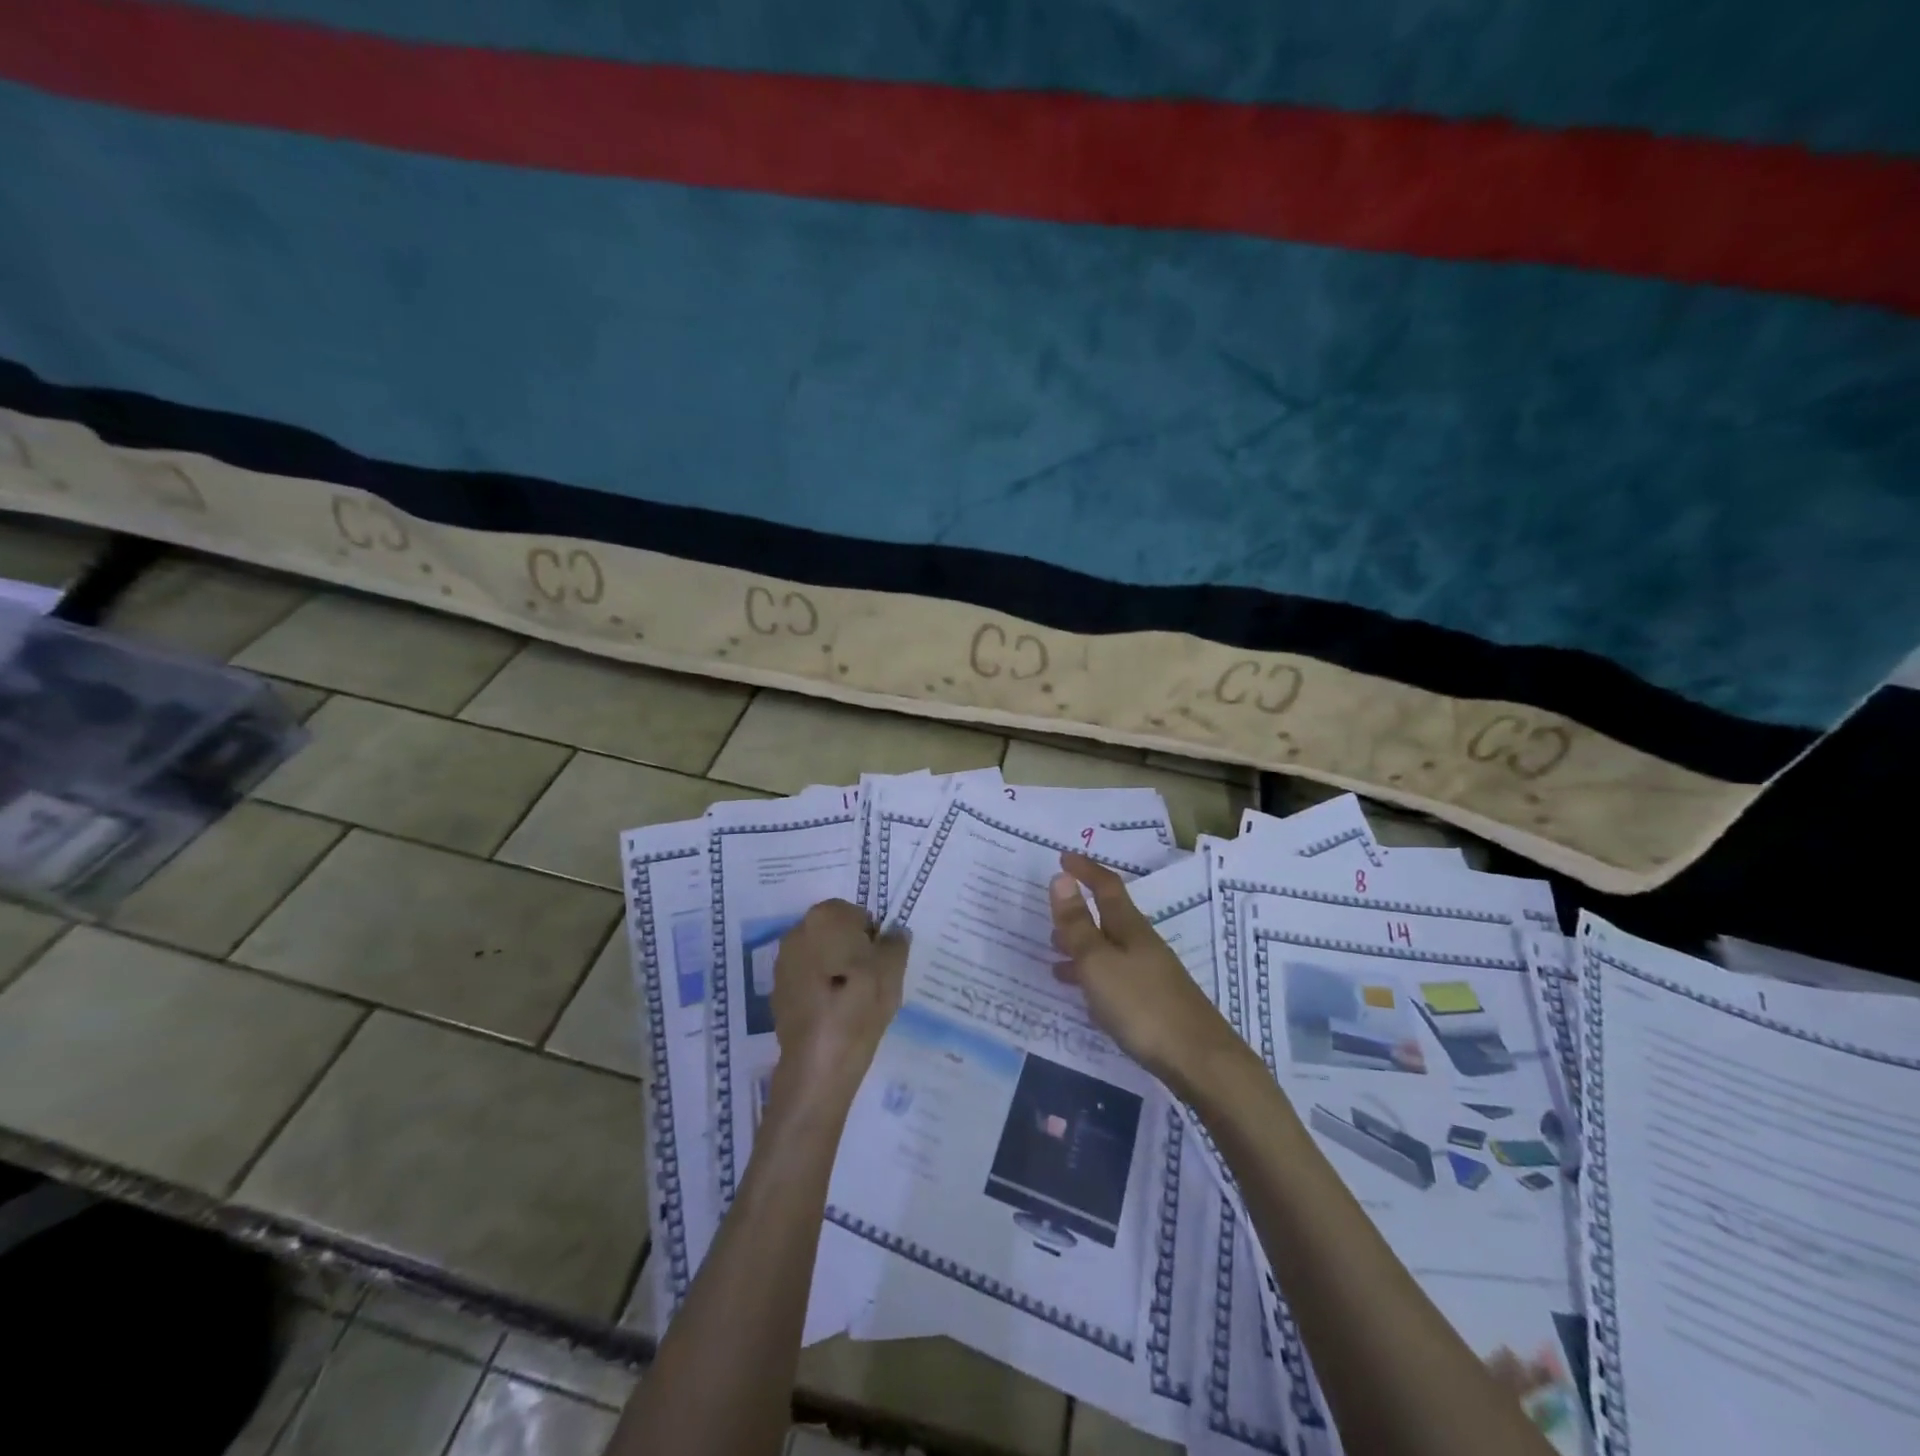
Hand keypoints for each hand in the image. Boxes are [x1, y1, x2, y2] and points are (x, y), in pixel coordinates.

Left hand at [770, 899, 907, 1104]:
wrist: (820, 1062)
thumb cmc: (860, 1003)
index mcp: (825, 917)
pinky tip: (834, 1013)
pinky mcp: (777, 992)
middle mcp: (797, 931)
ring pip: (820, 956)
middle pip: (834, 933)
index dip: (872, 937)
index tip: (881, 963)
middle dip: (851, 950)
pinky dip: (820, 989)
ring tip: (853, 1000)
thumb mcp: (892, 969)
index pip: (856, 914)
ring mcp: (783, 963)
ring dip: (835, 969)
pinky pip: (807, 980)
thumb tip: (894, 933)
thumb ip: (895, 942)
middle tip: (871, 980)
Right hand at [1049, 853, 1244, 1093]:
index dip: (1085, 870)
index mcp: (1130, 928)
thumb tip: (1061, 877)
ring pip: (1110, 951)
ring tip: (1054, 958)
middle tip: (1050, 916)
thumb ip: (1077, 924)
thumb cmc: (1142, 1006)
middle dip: (1079, 912)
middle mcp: (1142, 945)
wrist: (1200, 1061)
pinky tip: (1085, 998)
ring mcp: (1152, 975)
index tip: (1062, 857)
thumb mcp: (1099, 962)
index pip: (1106, 887)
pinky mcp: (1155, 1004)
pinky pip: (1116, 978)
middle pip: (1108, 919)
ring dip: (1082, 948)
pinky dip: (1094, 978)